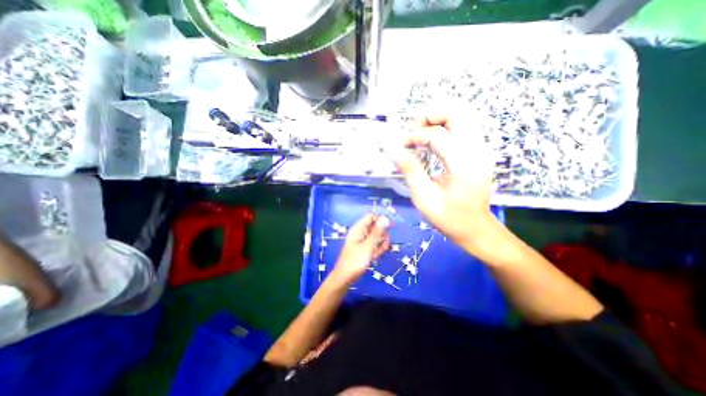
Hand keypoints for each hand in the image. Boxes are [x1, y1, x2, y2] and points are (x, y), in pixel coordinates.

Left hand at [331, 214, 391, 284]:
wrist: (345, 278)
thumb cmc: (355, 261)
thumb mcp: (368, 246)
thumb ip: (377, 232)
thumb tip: (385, 218)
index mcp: (359, 228)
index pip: (372, 217)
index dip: (381, 220)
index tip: (390, 227)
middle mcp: (361, 232)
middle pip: (377, 227)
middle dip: (382, 237)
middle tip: (382, 246)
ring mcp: (364, 240)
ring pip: (378, 237)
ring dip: (380, 245)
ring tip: (375, 254)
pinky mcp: (366, 248)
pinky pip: (375, 245)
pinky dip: (377, 250)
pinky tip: (374, 257)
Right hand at [395, 115, 497, 249]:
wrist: (476, 227)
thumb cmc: (449, 217)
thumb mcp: (424, 199)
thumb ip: (411, 173)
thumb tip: (397, 153)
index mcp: (463, 165)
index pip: (438, 136)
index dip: (416, 136)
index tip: (403, 145)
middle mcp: (477, 151)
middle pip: (457, 114)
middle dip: (431, 116)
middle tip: (414, 128)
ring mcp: (482, 149)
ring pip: (463, 116)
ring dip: (439, 118)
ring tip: (421, 131)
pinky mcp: (480, 151)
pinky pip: (464, 127)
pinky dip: (446, 126)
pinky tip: (433, 138)